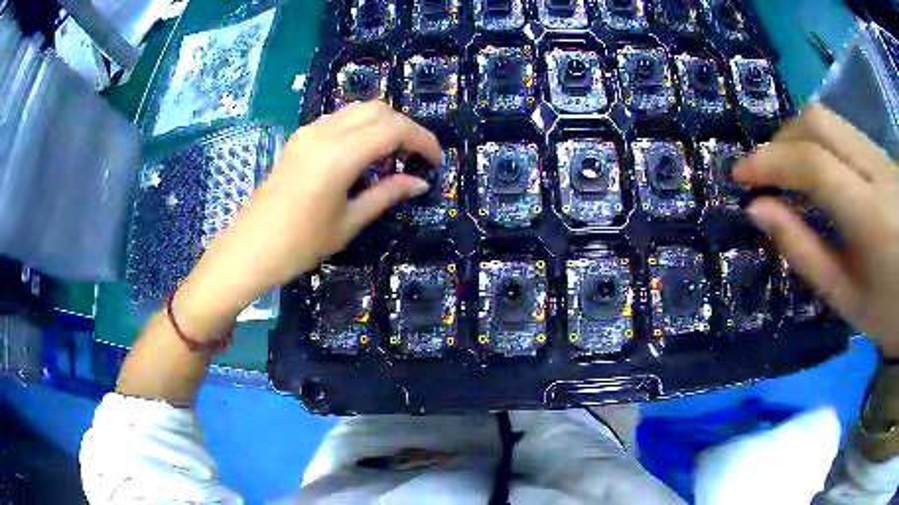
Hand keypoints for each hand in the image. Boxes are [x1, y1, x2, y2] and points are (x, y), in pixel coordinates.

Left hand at [190, 101, 440, 315]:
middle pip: (377, 109)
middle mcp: (324, 132)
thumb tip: (420, 182)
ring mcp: (308, 132)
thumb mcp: (349, 222)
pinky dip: (360, 127)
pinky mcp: (299, 138)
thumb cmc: (299, 244)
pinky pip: (338, 120)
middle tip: (416, 155)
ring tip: (394, 153)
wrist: (250, 249)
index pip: (393, 129)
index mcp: (339, 155)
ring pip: (357, 109)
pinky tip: (363, 153)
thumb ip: (386, 195)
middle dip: (404, 126)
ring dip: (382, 123)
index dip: (422, 140)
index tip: (436, 160)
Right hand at [734, 103, 898, 356]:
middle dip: (784, 137)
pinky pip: (848, 135)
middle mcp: (876, 169)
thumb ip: (803, 251)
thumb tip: (759, 210)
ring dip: (803, 139)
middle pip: (819, 121)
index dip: (770, 161)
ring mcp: (882, 156)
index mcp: (869, 215)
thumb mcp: (845, 296)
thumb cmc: (886, 310)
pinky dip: (827, 146)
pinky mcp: (885, 155)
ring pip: (833, 122)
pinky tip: (826, 175)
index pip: (813, 163)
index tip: (740, 174)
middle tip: (769, 169)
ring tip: (794, 173)